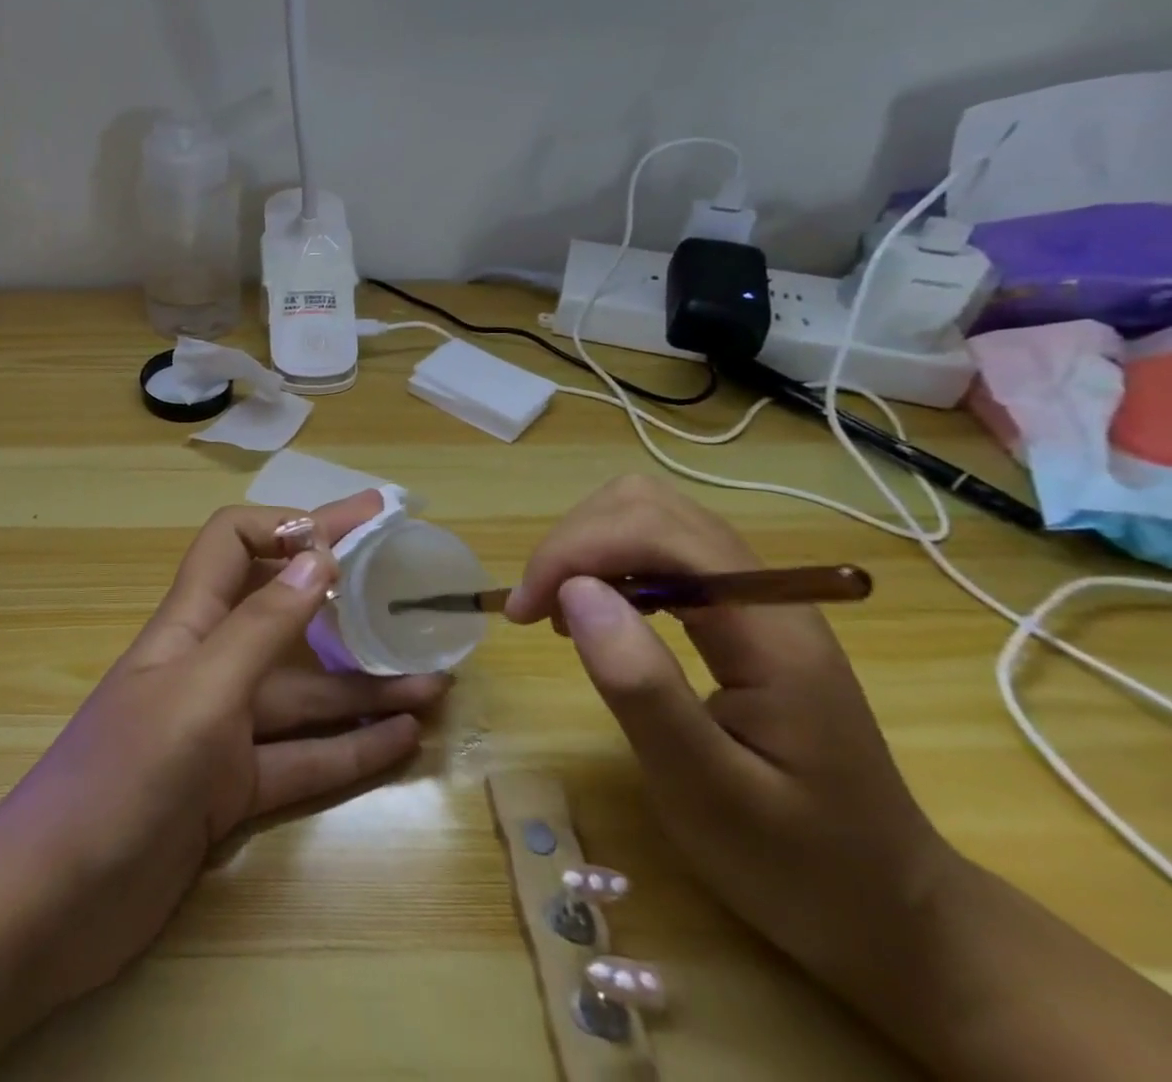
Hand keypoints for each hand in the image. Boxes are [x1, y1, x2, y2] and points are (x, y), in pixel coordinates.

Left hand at [0, 491, 450, 1007]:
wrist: (51, 907)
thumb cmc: (122, 780)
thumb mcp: (198, 695)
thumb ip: (260, 629)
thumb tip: (320, 557)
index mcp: (190, 624)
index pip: (233, 541)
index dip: (286, 526)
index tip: (350, 533)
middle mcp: (209, 664)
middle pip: (282, 611)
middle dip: (343, 590)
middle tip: (411, 576)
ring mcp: (221, 730)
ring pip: (304, 694)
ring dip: (366, 684)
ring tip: (436, 680)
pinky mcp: (230, 791)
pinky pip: (302, 759)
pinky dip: (350, 747)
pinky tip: (405, 739)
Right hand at [508, 475, 957, 1013]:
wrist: (891, 910)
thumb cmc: (800, 866)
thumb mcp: (710, 794)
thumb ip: (644, 689)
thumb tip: (575, 591)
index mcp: (770, 631)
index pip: (658, 531)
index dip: (577, 550)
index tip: (524, 611)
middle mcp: (766, 592)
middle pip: (649, 506)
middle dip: (575, 542)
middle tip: (535, 609)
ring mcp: (755, 597)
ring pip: (650, 516)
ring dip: (587, 548)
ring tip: (557, 612)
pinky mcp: (739, 611)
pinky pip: (659, 550)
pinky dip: (608, 564)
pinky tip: (596, 615)